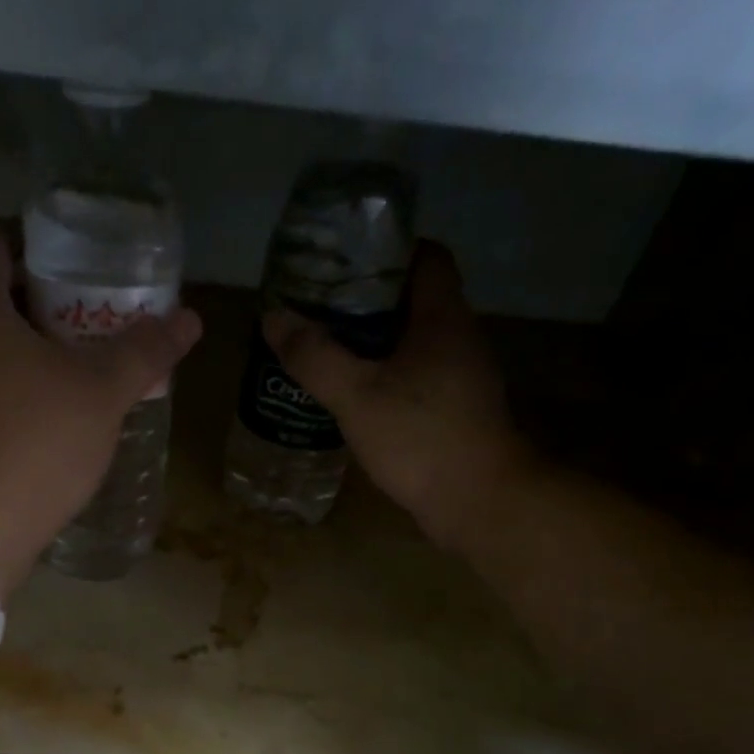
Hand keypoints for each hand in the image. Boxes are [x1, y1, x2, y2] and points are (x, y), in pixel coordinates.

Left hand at [0, 222, 202, 592]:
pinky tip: (28, 432)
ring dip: (8, 358)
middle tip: (75, 327)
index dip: (23, 239)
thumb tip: (190, 319)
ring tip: (57, 382)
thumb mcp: (101, 395)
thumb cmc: (35, 443)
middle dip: (26, 307)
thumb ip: (143, 353)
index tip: (61, 261)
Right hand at [265, 242, 527, 552]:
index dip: (386, 250)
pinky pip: (417, 380)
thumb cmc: (420, 438)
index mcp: (443, 318)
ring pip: (414, 344)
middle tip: (320, 310)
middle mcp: (460, 339)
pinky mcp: (457, 414)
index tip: (343, 262)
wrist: (479, 503)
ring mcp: (462, 379)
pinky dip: (386, 379)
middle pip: (414, 301)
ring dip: (375, 344)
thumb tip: (273, 318)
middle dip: (367, 301)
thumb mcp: (356, 395)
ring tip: (328, 352)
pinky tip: (355, 399)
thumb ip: (314, 356)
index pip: (426, 257)